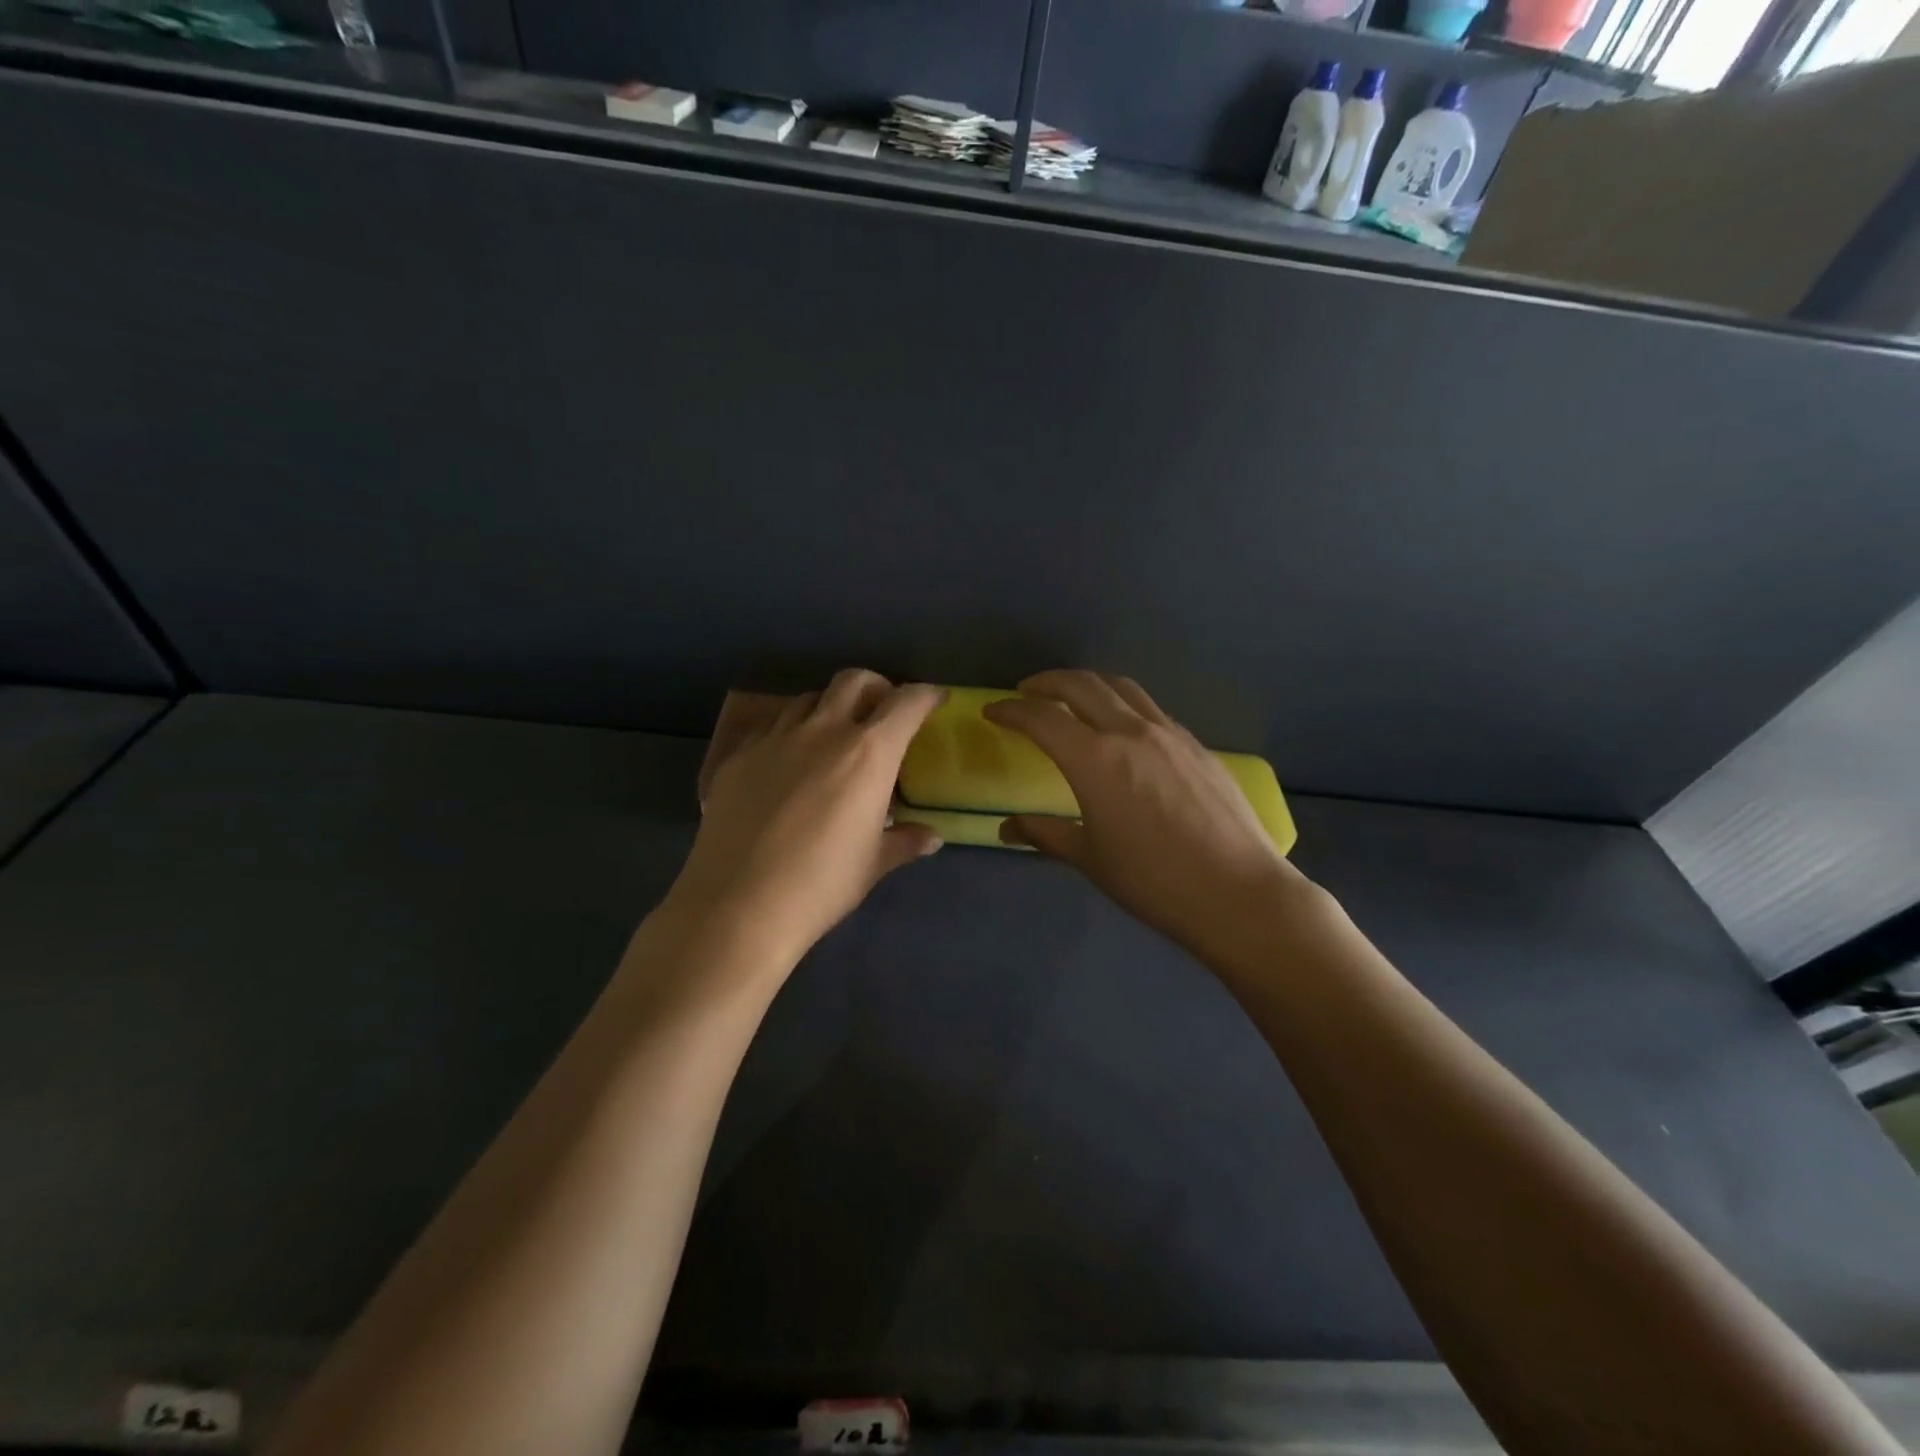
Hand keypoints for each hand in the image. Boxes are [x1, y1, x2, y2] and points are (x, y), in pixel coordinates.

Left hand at [668, 671, 944, 969]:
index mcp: (868, 754)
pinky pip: (770, 727)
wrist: (739, 904)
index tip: (935, 700)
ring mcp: (775, 739)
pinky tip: (787, 762)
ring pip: (809, 699)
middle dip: (876, 687)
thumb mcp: (873, 864)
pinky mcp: (738, 756)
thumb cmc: (821, 885)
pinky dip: (789, 732)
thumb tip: (932, 837)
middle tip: (882, 712)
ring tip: (833, 737)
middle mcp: (823, 731)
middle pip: (854, 681)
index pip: (906, 703)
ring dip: (830, 708)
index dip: (926, 695)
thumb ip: (904, 841)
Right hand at [983, 671, 1309, 968]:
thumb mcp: (1090, 858)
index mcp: (1094, 759)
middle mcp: (1129, 732)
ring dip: (1088, 684)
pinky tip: (1122, 728)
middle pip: (1081, 685)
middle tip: (1026, 692)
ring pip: (1121, 688)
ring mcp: (1169, 733)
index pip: (1041, 718)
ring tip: (1072, 696)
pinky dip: (1123, 704)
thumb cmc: (1153, 881)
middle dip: (1047, 682)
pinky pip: (1151, 709)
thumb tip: (1007, 828)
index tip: (993, 711)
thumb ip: (1046, 834)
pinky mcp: (1196, 745)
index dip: (1011, 711)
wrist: (1237, 892)